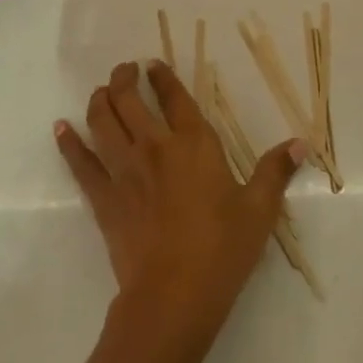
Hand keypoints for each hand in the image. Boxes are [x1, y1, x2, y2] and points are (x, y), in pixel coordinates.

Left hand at [57, 61, 304, 358]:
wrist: (173, 297)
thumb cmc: (221, 250)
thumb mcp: (259, 209)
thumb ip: (276, 170)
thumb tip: (302, 142)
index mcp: (193, 143)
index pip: (174, 96)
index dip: (162, 76)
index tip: (153, 64)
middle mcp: (154, 146)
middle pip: (130, 99)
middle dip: (125, 78)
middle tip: (126, 70)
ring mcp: (124, 170)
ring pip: (103, 121)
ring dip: (99, 100)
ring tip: (101, 91)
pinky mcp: (103, 197)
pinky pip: (81, 162)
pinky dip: (69, 143)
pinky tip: (61, 128)